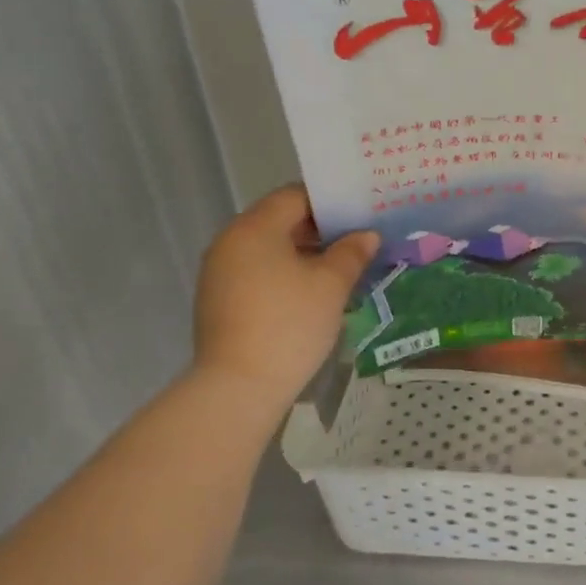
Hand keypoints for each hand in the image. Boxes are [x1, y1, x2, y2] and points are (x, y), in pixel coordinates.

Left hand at [192, 186, 377, 406]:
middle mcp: (230, 242)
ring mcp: (219, 272)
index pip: (295, 196)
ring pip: (269, 248)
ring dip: (304, 253)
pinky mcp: (219, 300)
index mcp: (254, 228)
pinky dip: (284, 274)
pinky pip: (257, 272)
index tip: (360, 214)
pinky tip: (312, 294)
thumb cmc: (289, 324)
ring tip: (341, 268)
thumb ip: (351, 253)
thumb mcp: (331, 285)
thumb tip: (366, 235)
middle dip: (320, 229)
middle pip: (280, 220)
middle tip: (358, 241)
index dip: (330, 202)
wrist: (239, 387)